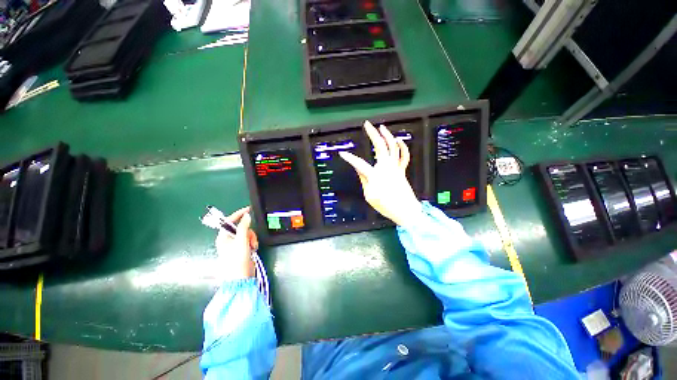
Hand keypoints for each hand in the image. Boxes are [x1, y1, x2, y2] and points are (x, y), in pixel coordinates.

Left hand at [215, 206, 258, 279]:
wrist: (241, 277)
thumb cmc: (237, 259)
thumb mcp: (241, 241)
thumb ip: (244, 227)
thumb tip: (247, 215)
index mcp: (223, 237)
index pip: (229, 221)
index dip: (239, 214)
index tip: (248, 209)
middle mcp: (228, 240)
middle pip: (241, 227)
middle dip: (248, 232)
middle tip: (250, 240)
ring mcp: (236, 244)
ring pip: (247, 233)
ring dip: (252, 238)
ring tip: (252, 247)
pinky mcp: (243, 249)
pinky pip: (250, 239)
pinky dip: (253, 243)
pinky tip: (253, 249)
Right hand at [339, 121, 422, 226]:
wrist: (405, 210)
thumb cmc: (386, 205)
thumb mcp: (369, 195)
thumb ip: (364, 180)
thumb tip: (359, 170)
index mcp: (375, 175)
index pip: (359, 164)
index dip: (349, 158)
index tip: (343, 154)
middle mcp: (386, 167)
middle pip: (380, 146)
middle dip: (372, 133)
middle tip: (367, 125)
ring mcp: (395, 167)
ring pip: (393, 146)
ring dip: (388, 135)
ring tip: (382, 127)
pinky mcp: (402, 169)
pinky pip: (404, 155)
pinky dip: (402, 146)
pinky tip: (398, 140)